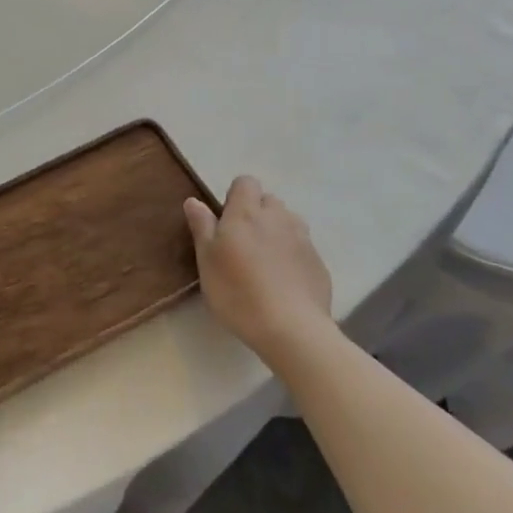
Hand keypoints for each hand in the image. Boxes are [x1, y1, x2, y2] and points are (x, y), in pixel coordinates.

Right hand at [185, 175, 332, 365]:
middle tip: (242, 243)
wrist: (292, 329)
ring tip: (264, 261)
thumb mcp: (207, 260)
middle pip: (269, 200)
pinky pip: (302, 248)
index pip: (246, 182)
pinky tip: (283, 282)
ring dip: (276, 232)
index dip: (235, 196)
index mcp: (247, 213)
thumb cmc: (237, 292)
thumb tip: (194, 200)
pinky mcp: (318, 263)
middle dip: (257, 213)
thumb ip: (202, 226)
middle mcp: (278, 217)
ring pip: (288, 222)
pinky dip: (292, 256)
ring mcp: (303, 239)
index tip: (225, 221)